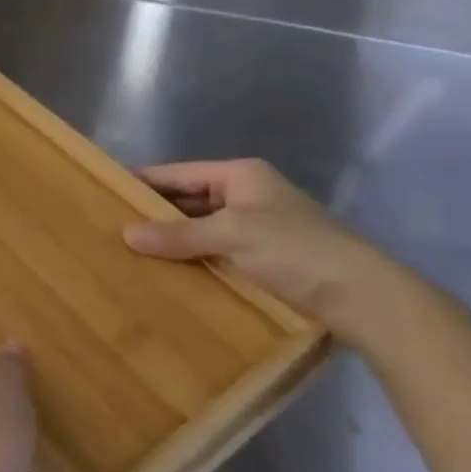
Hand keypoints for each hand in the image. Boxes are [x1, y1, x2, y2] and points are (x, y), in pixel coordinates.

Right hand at [122, 158, 418, 349]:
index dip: (144, 182)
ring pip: (201, 229)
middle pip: (188, 200)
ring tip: (129, 254)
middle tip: (111, 229)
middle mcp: (246, 195)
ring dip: (173, 242)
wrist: (364, 299)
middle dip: (155, 215)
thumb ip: (178, 234)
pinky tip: (167, 275)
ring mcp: (256, 229)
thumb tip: (127, 233)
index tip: (106, 194)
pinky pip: (216, 253)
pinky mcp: (264, 260)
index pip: (178, 173)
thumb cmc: (296, 250)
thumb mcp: (232, 235)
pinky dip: (194, 261)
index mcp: (240, 175)